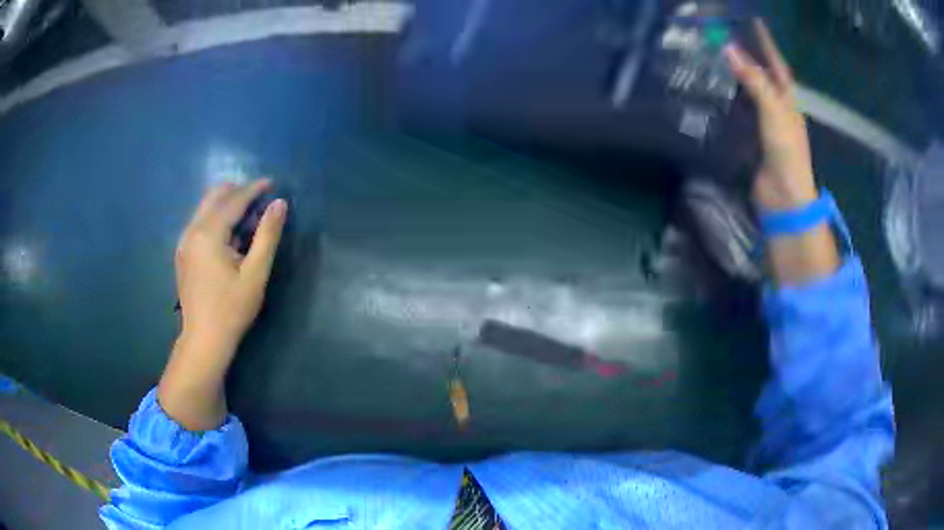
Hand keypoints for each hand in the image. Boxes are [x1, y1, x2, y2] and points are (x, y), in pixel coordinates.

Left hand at [175, 179, 286, 347]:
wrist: (204, 340)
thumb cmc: (232, 309)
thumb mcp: (255, 273)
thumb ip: (267, 234)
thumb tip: (280, 203)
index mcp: (208, 233)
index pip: (233, 200)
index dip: (253, 189)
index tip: (271, 183)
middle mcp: (192, 231)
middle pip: (214, 197)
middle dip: (237, 193)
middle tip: (259, 200)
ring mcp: (184, 242)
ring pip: (205, 209)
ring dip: (227, 206)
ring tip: (248, 221)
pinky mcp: (183, 253)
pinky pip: (200, 223)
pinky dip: (217, 220)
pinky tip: (230, 238)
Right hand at [726, 20, 818, 212]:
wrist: (784, 198)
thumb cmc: (786, 153)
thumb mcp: (773, 112)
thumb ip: (754, 81)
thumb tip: (728, 49)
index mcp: (787, 102)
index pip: (777, 65)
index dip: (767, 43)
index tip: (755, 22)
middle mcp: (778, 110)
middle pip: (763, 78)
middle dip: (750, 57)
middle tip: (728, 37)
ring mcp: (765, 127)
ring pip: (750, 95)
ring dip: (737, 78)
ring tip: (718, 59)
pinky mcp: (752, 141)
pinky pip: (740, 114)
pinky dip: (729, 101)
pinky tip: (716, 93)